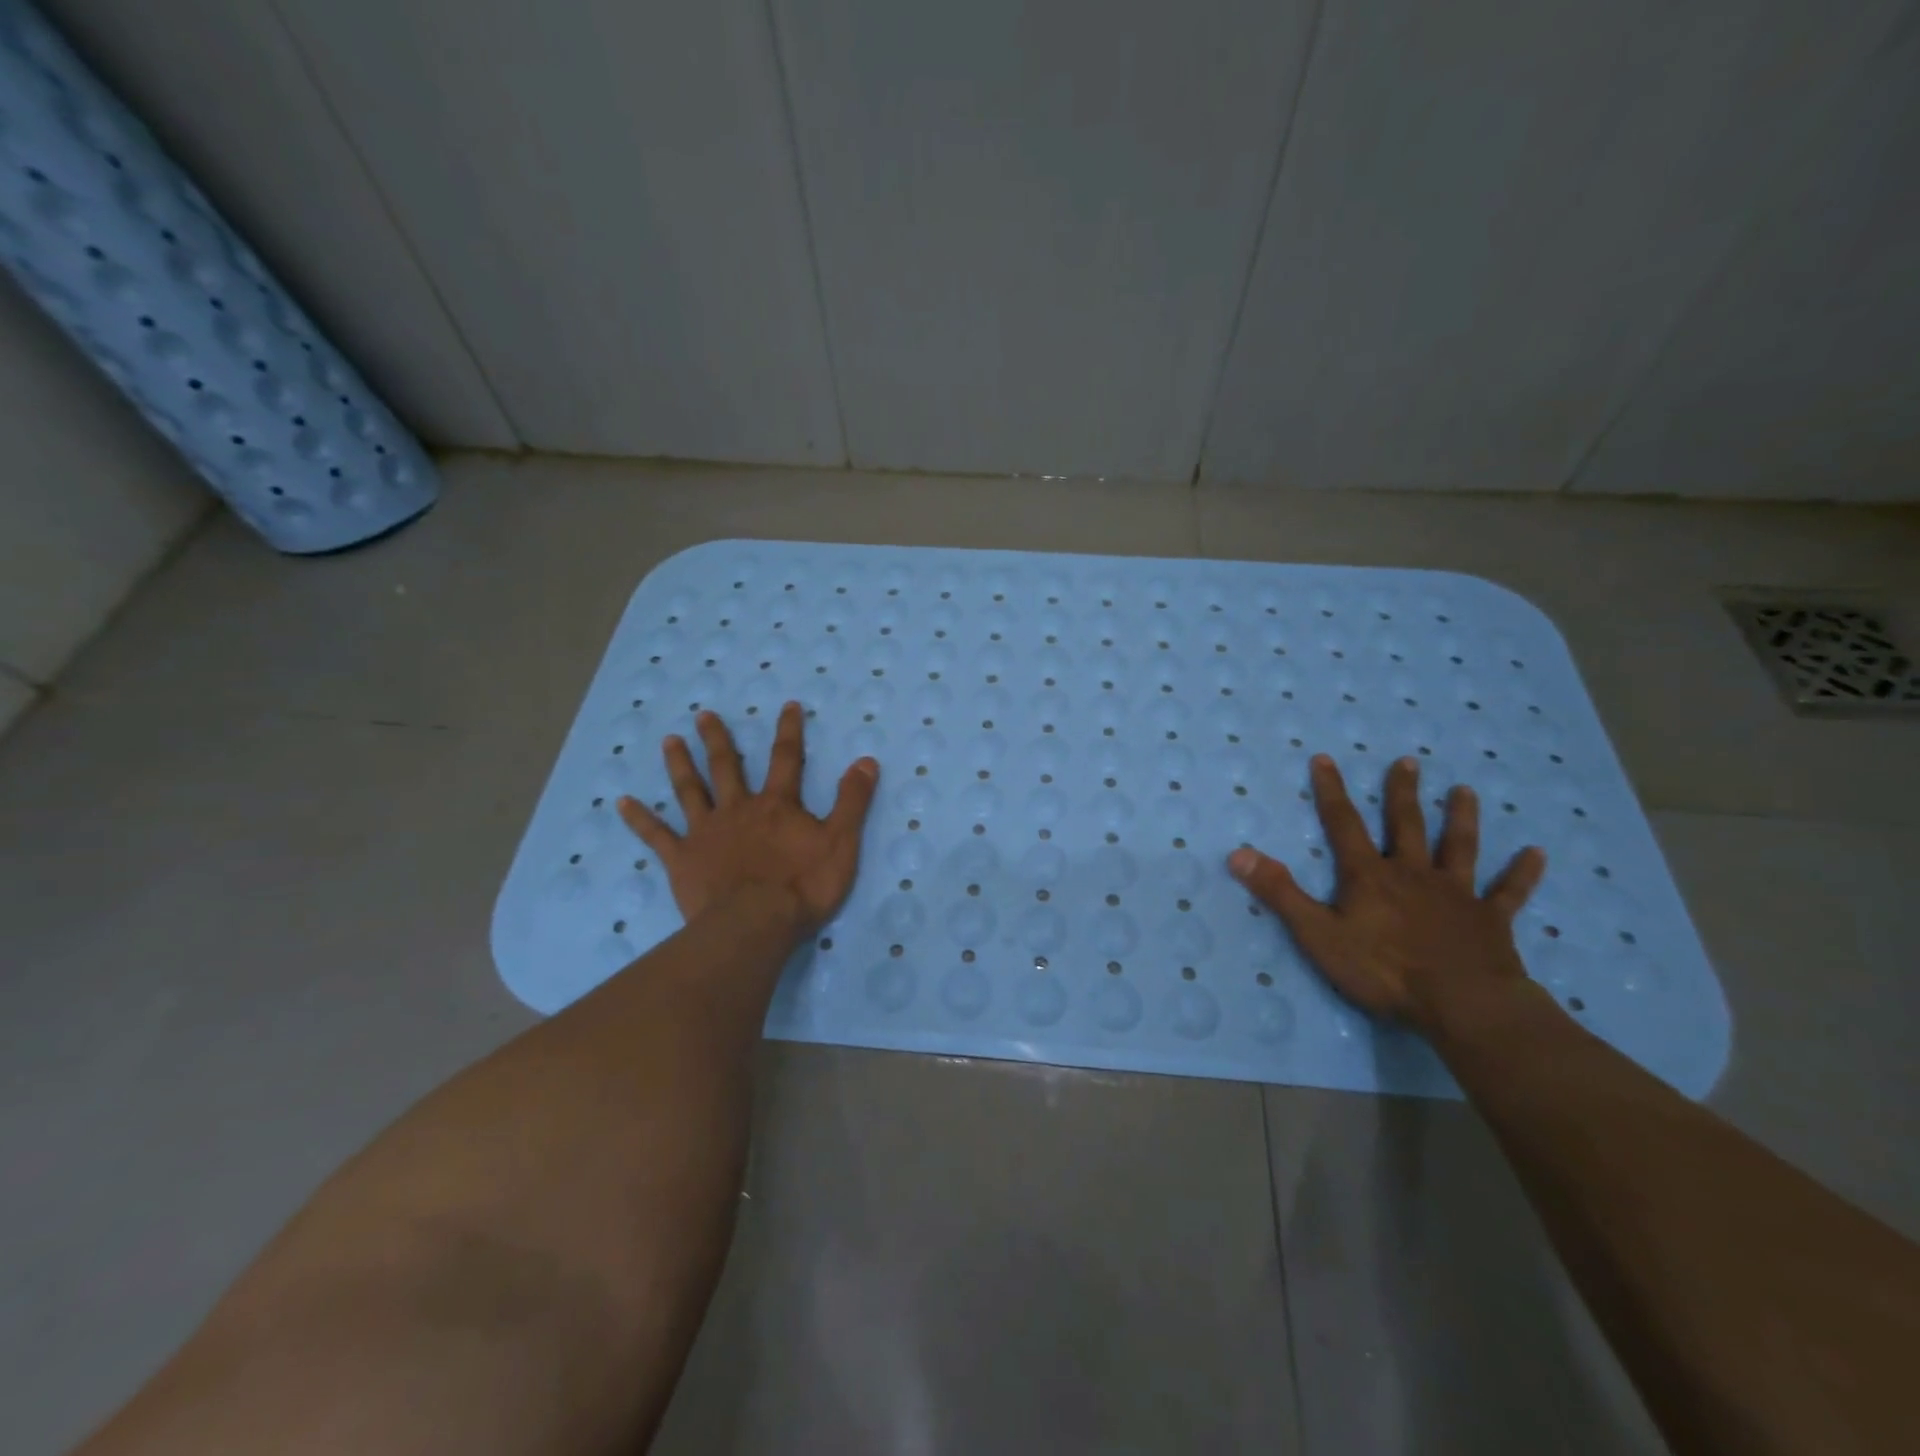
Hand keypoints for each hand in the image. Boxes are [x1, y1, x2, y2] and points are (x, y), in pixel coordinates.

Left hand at [617, 703, 879, 934]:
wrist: (755, 924)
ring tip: (669, 741)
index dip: (789, 731)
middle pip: (726, 767)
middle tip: (703, 715)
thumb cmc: (802, 886)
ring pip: (690, 791)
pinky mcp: (682, 859)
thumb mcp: (841, 842)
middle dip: (718, 739)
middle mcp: (738, 809)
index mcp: (777, 805)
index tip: (787, 705)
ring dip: (680, 764)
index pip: (787, 759)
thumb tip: (866, 760)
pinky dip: (639, 818)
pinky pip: (656, 835)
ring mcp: (706, 833)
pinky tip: (621, 802)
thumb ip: (852, 800)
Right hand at [1228, 754, 1546, 1032]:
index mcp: (1370, 876)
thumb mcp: (1318, 934)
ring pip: (1459, 848)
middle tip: (1408, 761)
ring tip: (1465, 791)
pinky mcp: (1490, 921)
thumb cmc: (1384, 971)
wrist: (1463, 1005)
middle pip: (1407, 825)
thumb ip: (1280, 893)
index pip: (1344, 824)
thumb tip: (1238, 853)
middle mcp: (1413, 874)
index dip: (1331, 791)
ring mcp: (1456, 895)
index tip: (1325, 759)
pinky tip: (1537, 854)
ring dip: (1461, 818)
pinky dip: (1522, 873)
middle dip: (1403, 792)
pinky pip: (1508, 893)